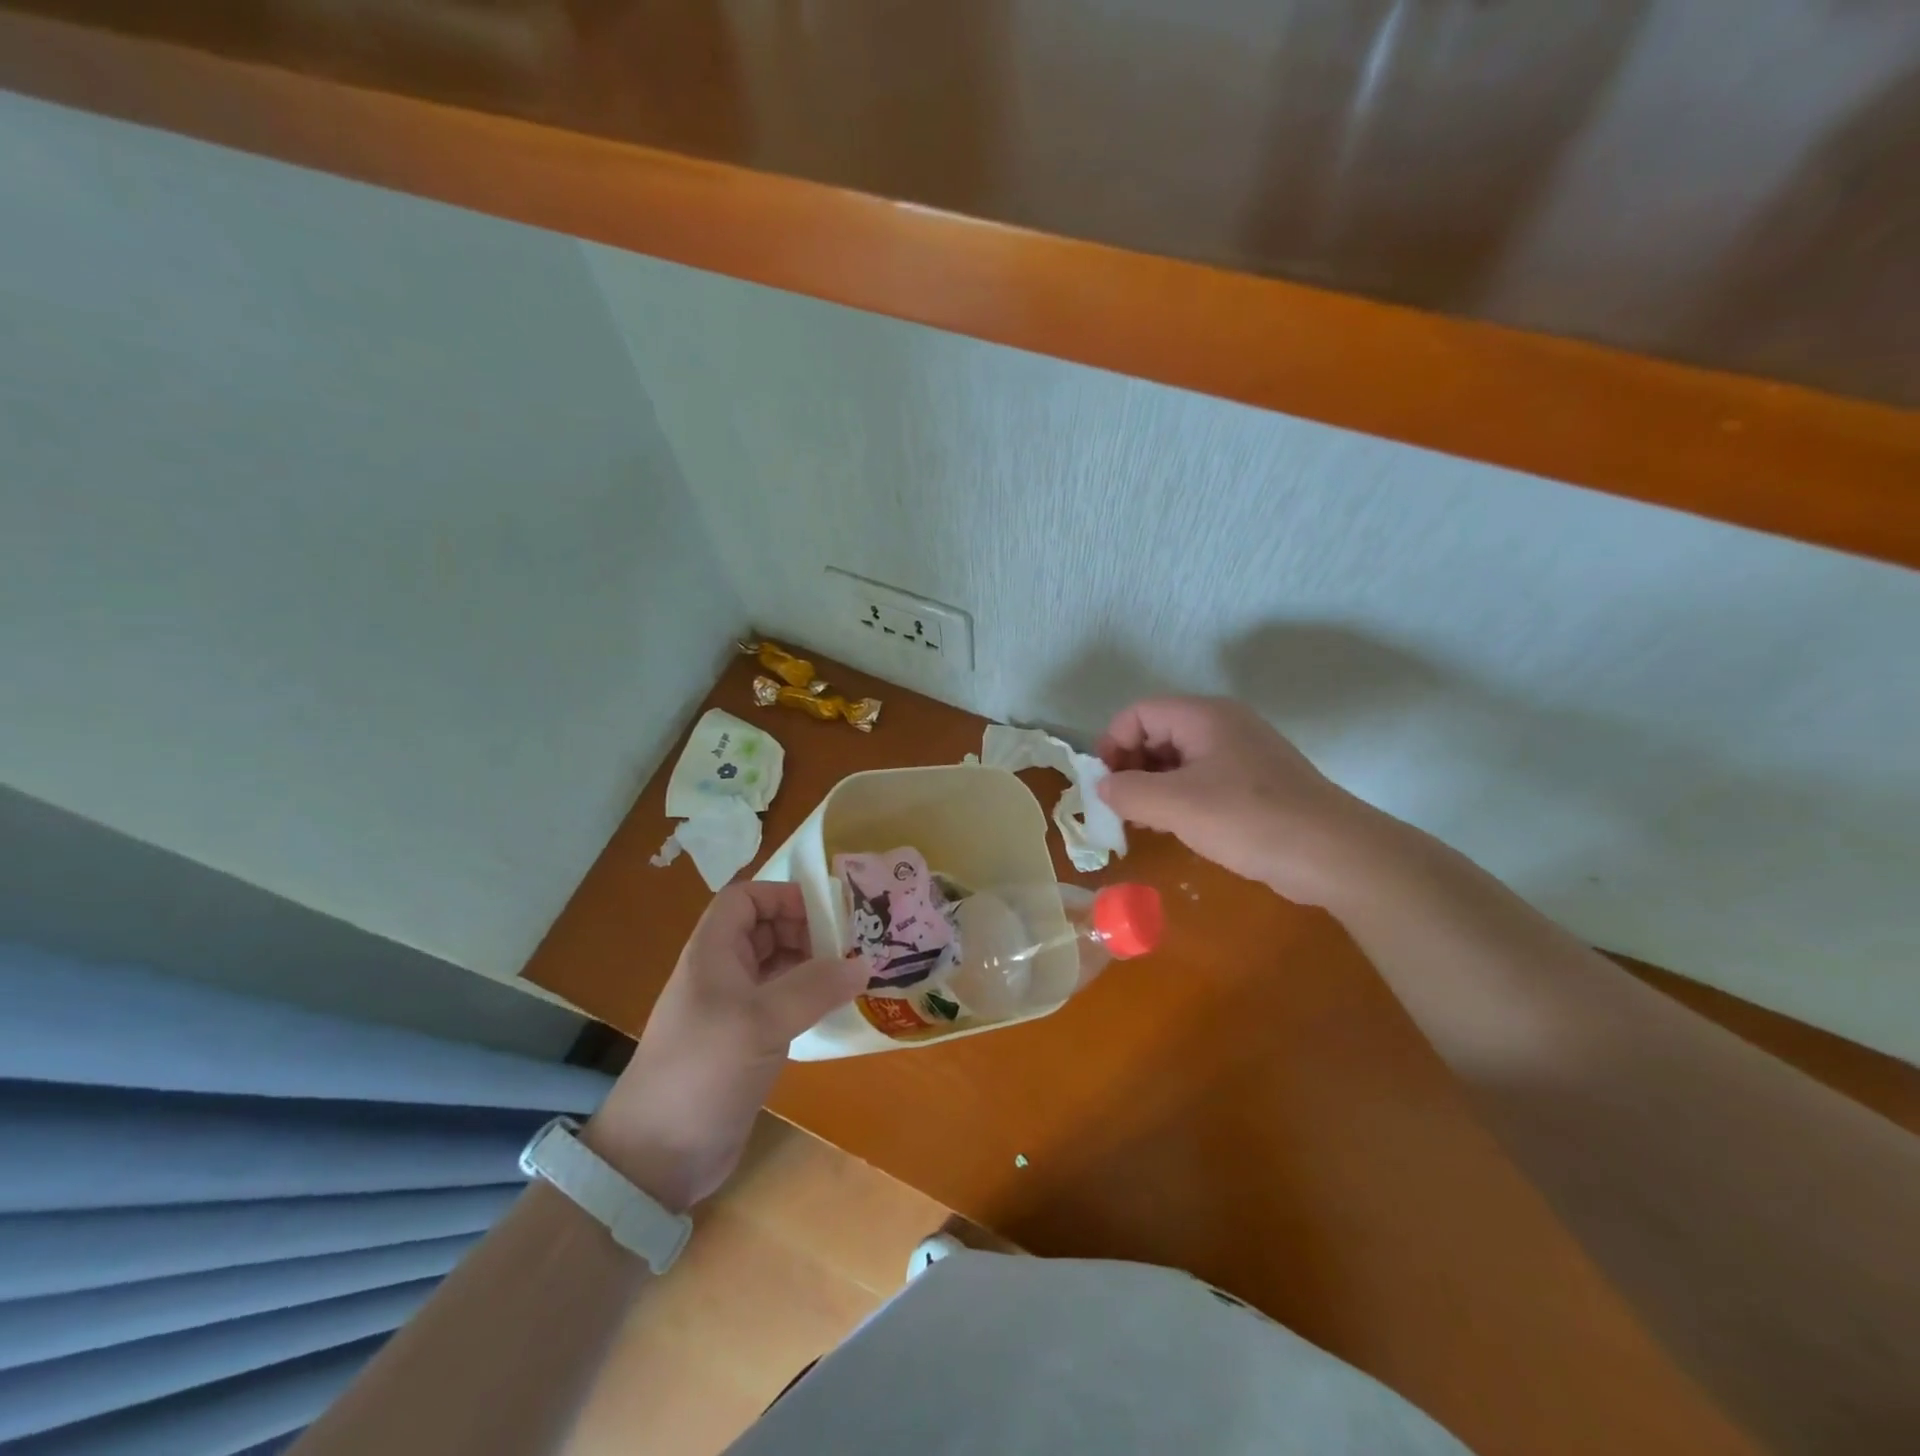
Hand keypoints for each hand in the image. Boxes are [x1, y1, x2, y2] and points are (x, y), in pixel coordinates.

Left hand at [586, 882, 865, 1210]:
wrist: (658, 1156)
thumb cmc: (703, 1070)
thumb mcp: (761, 1021)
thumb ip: (814, 987)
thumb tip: (863, 963)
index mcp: (713, 952)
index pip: (746, 898)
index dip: (783, 896)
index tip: (827, 912)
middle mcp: (722, 972)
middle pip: (766, 929)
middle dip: (807, 928)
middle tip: (851, 944)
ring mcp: (733, 1009)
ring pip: (777, 966)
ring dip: (812, 964)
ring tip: (853, 972)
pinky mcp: (745, 1042)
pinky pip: (782, 1003)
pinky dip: (809, 998)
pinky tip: (836, 1008)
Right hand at [1097, 696, 1385, 904]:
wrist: (1333, 854)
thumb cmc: (1249, 820)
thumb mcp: (1176, 806)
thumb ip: (1128, 792)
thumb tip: (1102, 787)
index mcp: (1203, 716)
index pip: (1138, 713)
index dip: (1112, 744)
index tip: (1104, 786)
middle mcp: (1222, 724)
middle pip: (1157, 732)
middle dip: (1131, 766)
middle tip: (1121, 807)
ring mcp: (1242, 752)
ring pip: (1179, 758)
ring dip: (1153, 785)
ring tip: (1144, 821)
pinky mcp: (1255, 781)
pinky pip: (1202, 778)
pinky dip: (1180, 797)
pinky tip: (1177, 827)